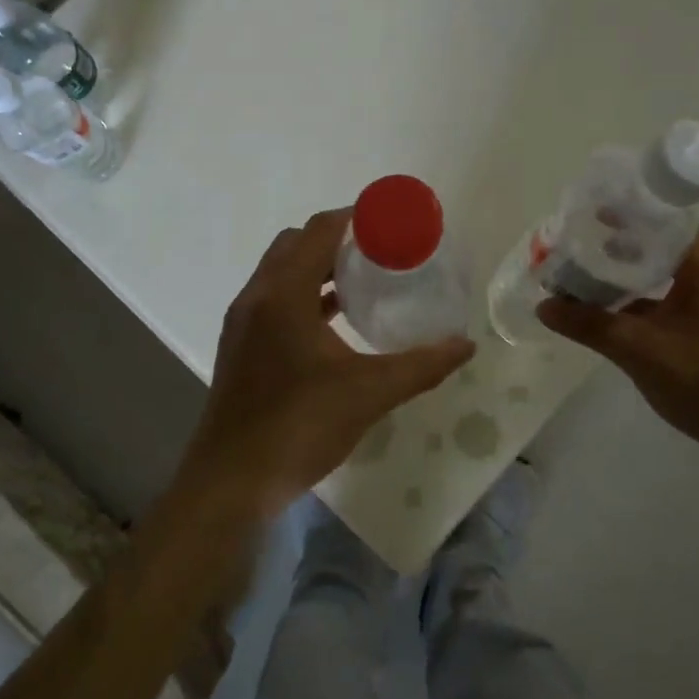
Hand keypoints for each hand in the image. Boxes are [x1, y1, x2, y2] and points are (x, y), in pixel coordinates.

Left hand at [175, 208, 473, 521]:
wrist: (232, 481)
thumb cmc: (300, 426)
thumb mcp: (370, 392)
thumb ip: (421, 365)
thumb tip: (466, 345)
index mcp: (284, 294)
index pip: (318, 231)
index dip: (355, 217)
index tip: (391, 222)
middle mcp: (257, 297)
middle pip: (296, 244)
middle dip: (337, 239)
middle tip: (380, 251)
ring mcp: (243, 322)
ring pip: (281, 273)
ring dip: (318, 267)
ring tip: (364, 280)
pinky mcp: (240, 346)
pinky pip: (274, 300)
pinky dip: (304, 295)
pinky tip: (335, 322)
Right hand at [537, 227, 698, 486]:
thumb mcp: (639, 351)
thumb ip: (590, 326)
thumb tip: (543, 306)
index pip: (674, 222)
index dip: (638, 212)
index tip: (600, 211)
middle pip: (668, 248)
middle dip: (626, 243)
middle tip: (586, 241)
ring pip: (668, 280)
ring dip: (632, 276)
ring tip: (591, 275)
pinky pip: (672, 307)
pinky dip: (643, 305)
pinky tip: (612, 317)